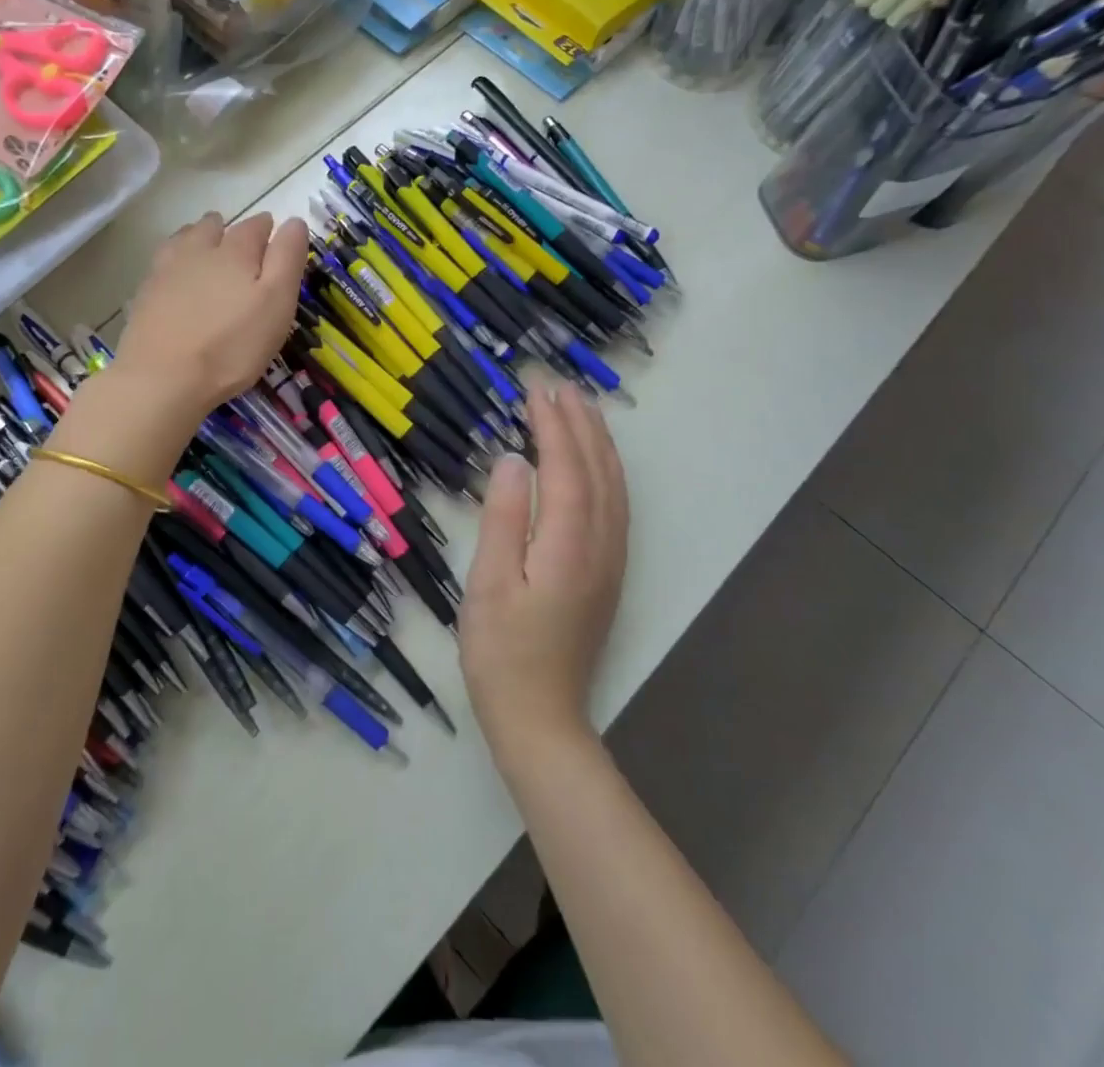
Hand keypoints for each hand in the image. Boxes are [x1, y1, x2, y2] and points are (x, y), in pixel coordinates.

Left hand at [116, 211, 308, 421]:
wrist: (162, 378)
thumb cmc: (232, 345)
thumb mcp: (277, 303)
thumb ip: (287, 259)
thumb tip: (294, 221)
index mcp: (236, 250)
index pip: (257, 226)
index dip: (270, 231)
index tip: (275, 242)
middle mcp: (199, 249)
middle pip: (216, 226)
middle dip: (230, 232)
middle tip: (242, 250)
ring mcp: (166, 269)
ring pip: (186, 238)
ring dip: (200, 239)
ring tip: (209, 256)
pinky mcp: (145, 292)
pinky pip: (165, 263)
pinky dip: (176, 262)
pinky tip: (179, 278)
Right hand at [460, 382, 629, 761]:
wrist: (539, 718)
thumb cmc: (501, 651)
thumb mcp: (488, 582)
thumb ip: (502, 516)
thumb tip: (513, 457)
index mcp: (568, 543)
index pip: (565, 466)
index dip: (552, 424)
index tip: (536, 389)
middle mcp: (600, 545)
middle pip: (597, 469)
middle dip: (579, 423)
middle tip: (557, 385)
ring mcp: (610, 561)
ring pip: (613, 486)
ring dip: (598, 442)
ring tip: (580, 408)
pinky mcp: (607, 573)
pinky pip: (615, 506)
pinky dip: (606, 471)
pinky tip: (595, 463)